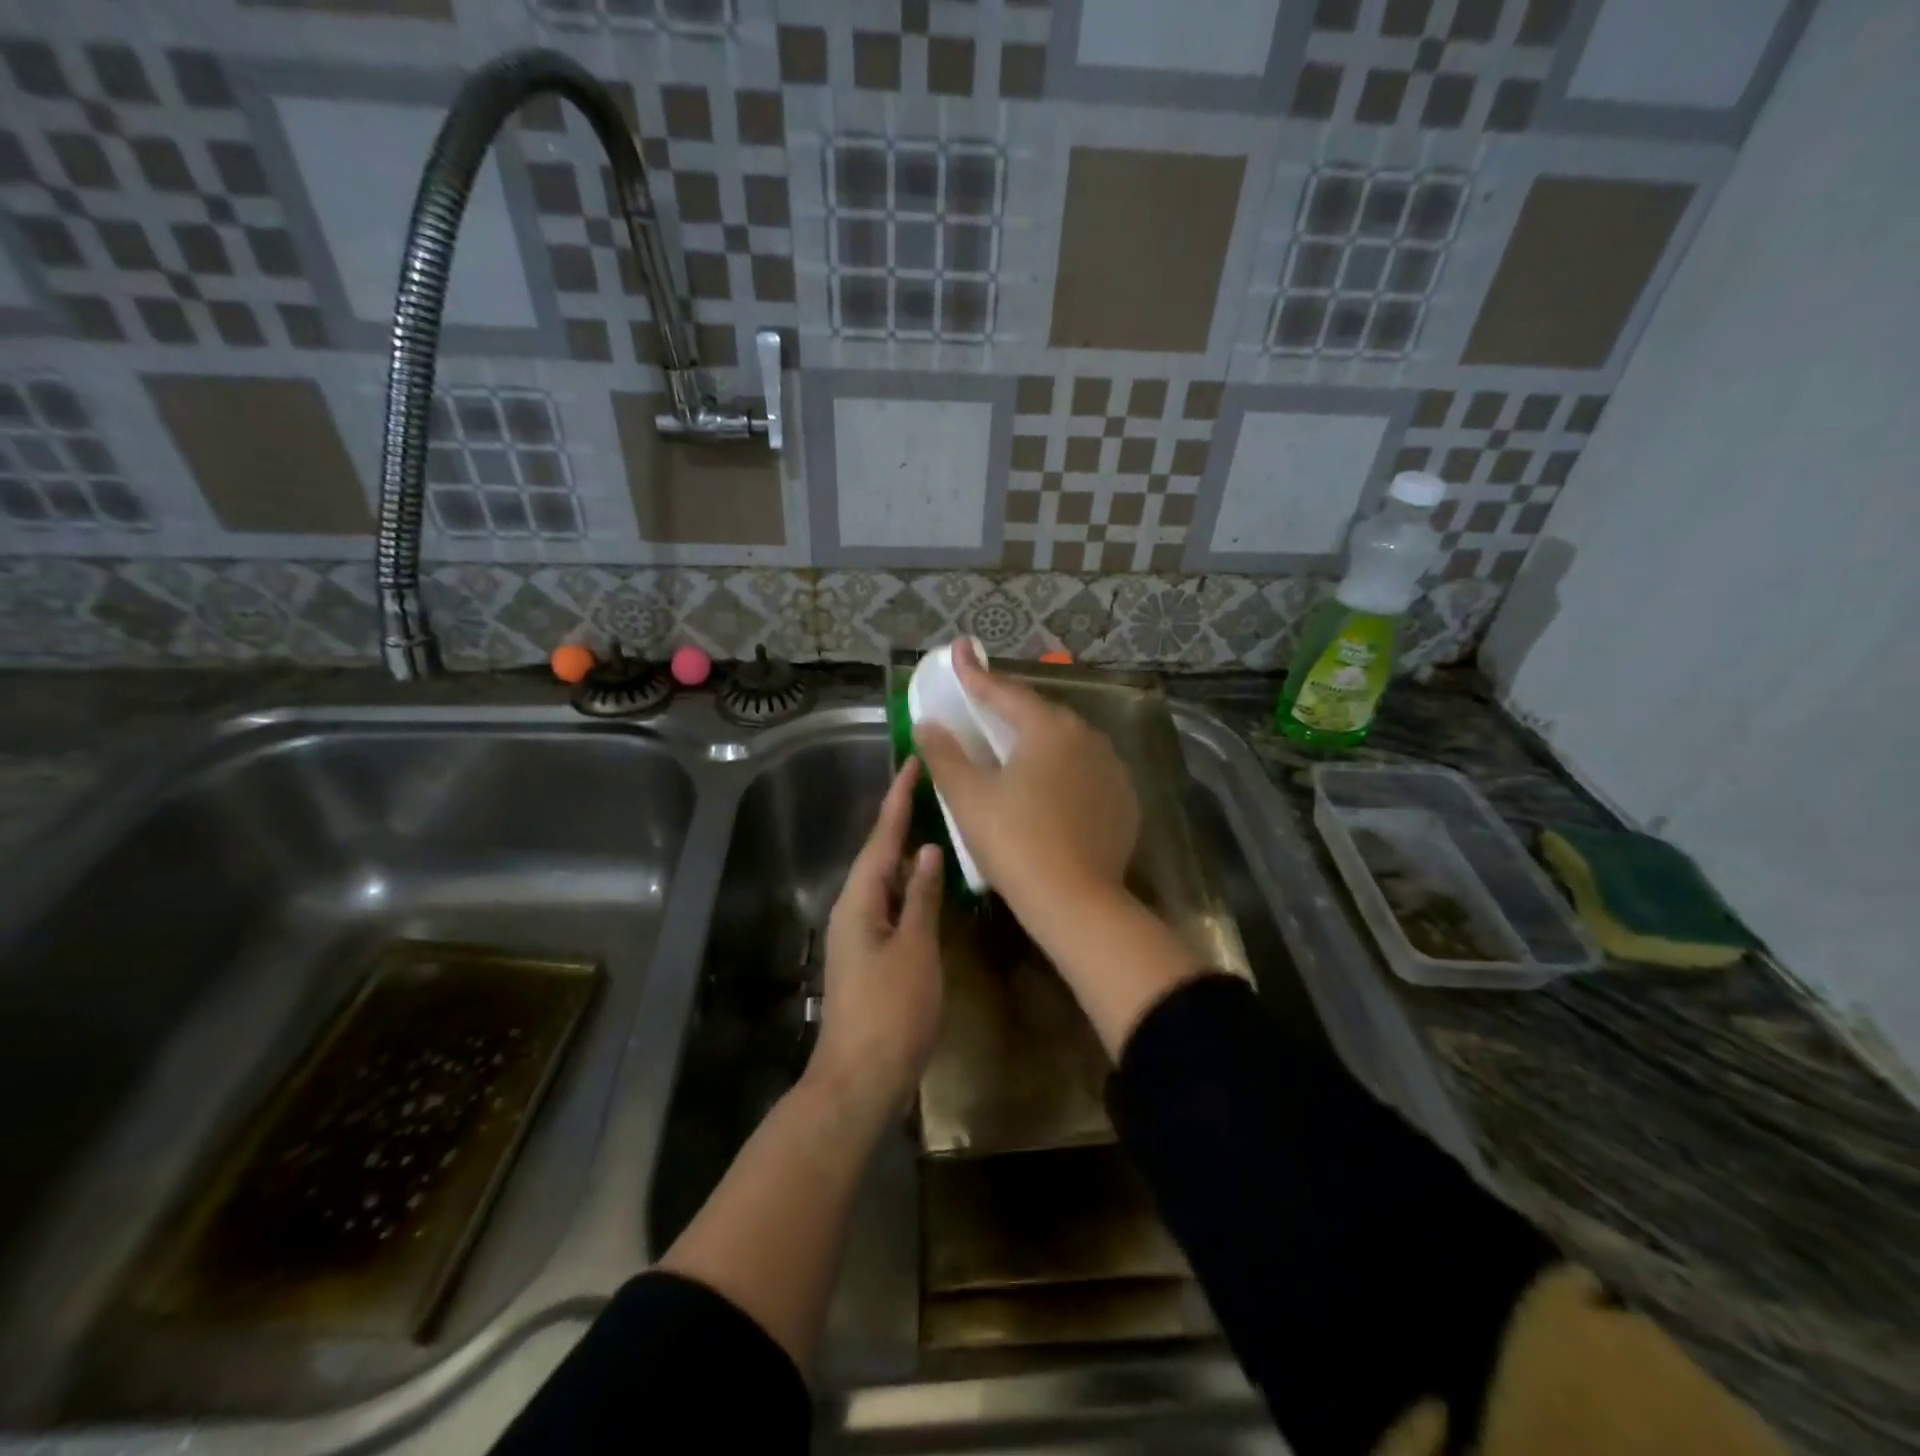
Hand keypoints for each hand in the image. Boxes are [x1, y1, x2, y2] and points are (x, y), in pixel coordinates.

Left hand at [810, 759, 944, 1117]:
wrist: (861, 1077)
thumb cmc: (891, 1011)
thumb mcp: (915, 949)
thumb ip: (923, 897)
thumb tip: (929, 850)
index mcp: (861, 899)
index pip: (882, 837)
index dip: (898, 800)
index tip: (912, 763)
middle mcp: (855, 907)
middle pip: (880, 852)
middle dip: (902, 818)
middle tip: (930, 785)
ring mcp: (861, 932)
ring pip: (886, 878)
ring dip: (908, 850)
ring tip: (936, 820)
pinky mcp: (872, 953)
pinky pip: (892, 902)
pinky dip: (911, 883)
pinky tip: (932, 880)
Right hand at [913, 641, 1139, 917]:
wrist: (1076, 901)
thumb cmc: (1015, 842)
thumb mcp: (968, 797)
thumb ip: (945, 755)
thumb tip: (927, 724)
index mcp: (1048, 728)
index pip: (1005, 692)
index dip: (976, 674)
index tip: (960, 650)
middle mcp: (1087, 737)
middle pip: (1040, 713)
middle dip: (1009, 706)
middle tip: (983, 702)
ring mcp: (1111, 769)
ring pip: (1067, 742)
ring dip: (1038, 738)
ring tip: (1015, 744)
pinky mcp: (1123, 800)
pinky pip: (1086, 771)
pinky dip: (1062, 769)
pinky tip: (1048, 785)